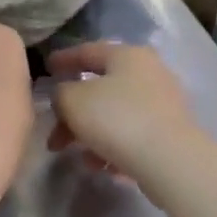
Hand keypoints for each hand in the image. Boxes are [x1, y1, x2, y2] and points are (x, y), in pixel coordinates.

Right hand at [46, 41, 200, 187]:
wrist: (168, 159)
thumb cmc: (116, 120)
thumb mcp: (73, 101)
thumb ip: (60, 93)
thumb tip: (65, 96)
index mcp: (127, 55)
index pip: (88, 51)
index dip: (64, 59)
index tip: (46, 68)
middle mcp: (149, 72)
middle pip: (100, 89)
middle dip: (72, 114)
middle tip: (54, 136)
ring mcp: (163, 103)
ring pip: (114, 115)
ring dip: (91, 134)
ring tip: (80, 157)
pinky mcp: (169, 131)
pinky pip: (131, 134)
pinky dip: (112, 147)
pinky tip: (103, 165)